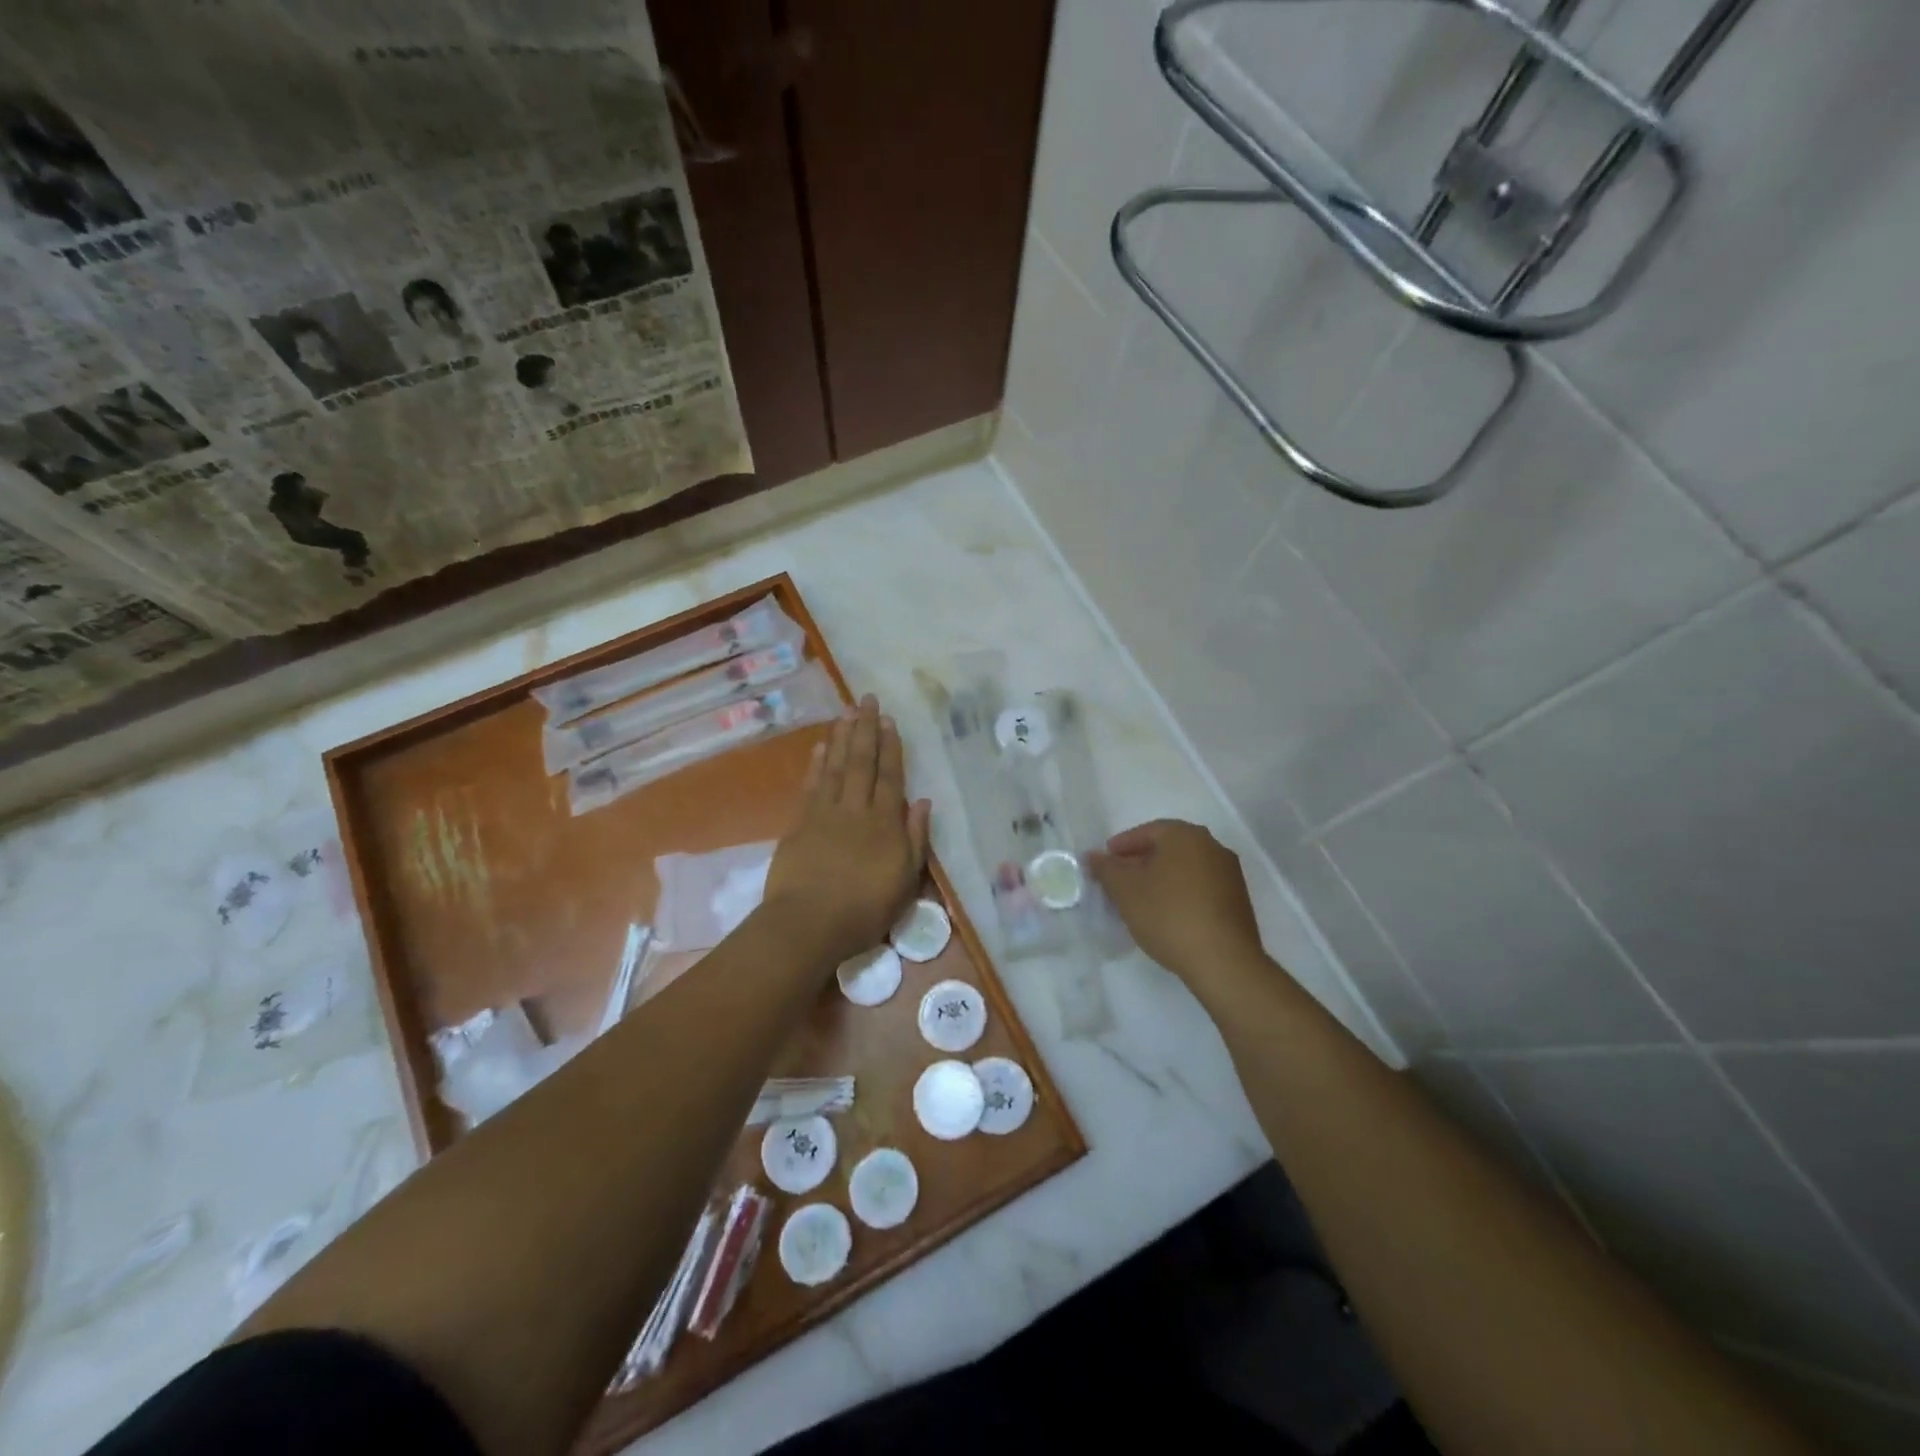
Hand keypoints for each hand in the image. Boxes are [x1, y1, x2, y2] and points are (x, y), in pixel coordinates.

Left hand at [762, 694, 930, 967]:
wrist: (809, 923)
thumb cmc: (864, 909)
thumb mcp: (905, 880)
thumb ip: (914, 839)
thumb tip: (922, 802)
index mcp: (884, 822)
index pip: (890, 776)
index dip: (891, 747)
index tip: (889, 720)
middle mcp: (855, 809)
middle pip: (861, 762)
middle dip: (865, 729)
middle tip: (866, 699)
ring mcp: (824, 813)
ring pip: (835, 766)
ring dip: (840, 738)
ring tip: (845, 712)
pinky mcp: (799, 824)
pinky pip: (810, 785)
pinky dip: (815, 764)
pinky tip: (819, 747)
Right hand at [1088, 819, 1263, 984]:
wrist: (1224, 961)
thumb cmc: (1168, 915)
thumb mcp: (1126, 891)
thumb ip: (1106, 869)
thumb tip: (1093, 856)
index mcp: (1185, 835)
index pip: (1147, 831)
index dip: (1122, 846)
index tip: (1104, 862)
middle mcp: (1211, 846)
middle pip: (1168, 848)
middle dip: (1140, 861)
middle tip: (1118, 880)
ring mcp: (1229, 874)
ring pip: (1185, 868)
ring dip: (1160, 878)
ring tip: (1139, 899)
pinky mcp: (1238, 900)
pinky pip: (1200, 887)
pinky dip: (1179, 893)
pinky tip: (1166, 914)